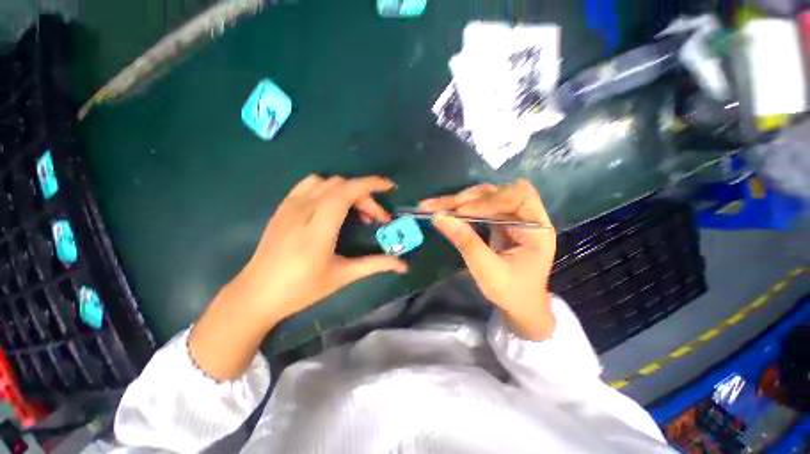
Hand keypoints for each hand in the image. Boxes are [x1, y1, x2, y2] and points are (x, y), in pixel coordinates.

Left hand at [189, 175, 406, 379]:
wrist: (256, 294)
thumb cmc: (301, 290)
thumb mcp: (342, 277)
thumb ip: (375, 265)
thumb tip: (403, 265)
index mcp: (318, 230)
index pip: (345, 193)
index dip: (370, 185)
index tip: (389, 188)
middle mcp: (302, 211)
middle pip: (341, 187)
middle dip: (366, 196)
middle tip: (376, 219)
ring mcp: (289, 207)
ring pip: (326, 181)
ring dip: (347, 191)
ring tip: (356, 211)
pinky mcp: (282, 207)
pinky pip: (309, 185)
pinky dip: (329, 188)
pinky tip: (333, 206)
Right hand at [419, 179, 556, 340]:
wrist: (519, 308)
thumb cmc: (511, 293)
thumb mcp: (488, 270)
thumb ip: (466, 242)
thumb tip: (439, 217)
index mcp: (537, 228)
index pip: (519, 197)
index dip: (490, 200)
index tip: (463, 212)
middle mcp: (526, 217)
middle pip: (498, 193)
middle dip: (467, 199)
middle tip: (439, 206)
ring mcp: (511, 219)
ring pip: (485, 198)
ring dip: (460, 201)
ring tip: (435, 206)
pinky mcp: (498, 223)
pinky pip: (479, 208)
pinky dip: (461, 209)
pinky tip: (445, 209)